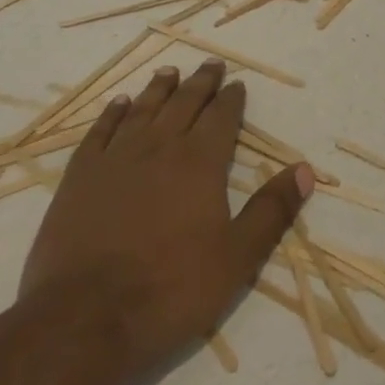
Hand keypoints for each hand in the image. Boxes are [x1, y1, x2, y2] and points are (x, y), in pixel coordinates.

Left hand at [18, 59, 311, 370]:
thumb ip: (271, 211)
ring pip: (142, 110)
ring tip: (169, 72)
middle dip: (200, 83)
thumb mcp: (237, 258)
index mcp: (200, 163)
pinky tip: (118, 104)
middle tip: (210, 64)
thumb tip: (305, 170)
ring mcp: (115, 159)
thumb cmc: (170, 290)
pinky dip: (111, 114)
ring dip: (158, 89)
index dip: (231, 99)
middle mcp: (159, 147)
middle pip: (184, 104)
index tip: (237, 84)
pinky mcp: (79, 177)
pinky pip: (99, 132)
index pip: (221, 117)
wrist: (84, 320)